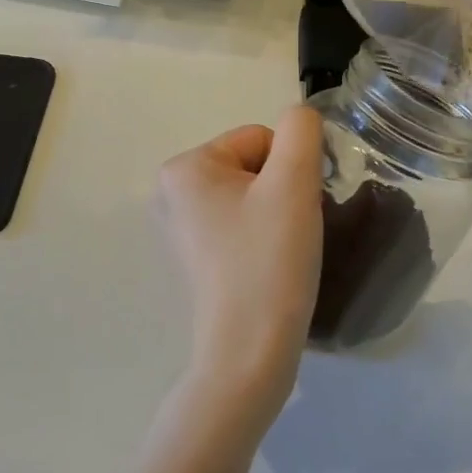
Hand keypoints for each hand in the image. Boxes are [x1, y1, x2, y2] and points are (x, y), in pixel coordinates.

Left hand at [154, 107, 324, 424]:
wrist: (249, 353)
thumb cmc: (269, 261)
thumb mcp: (293, 182)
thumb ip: (301, 130)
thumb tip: (299, 119)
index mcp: (184, 167)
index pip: (260, 137)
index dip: (291, 169)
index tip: (295, 209)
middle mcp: (170, 192)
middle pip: (253, 166)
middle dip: (282, 191)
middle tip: (290, 233)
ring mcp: (179, 229)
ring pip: (251, 196)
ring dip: (276, 214)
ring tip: (280, 252)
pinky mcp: (193, 259)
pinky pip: (239, 226)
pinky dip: (261, 238)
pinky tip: (267, 267)